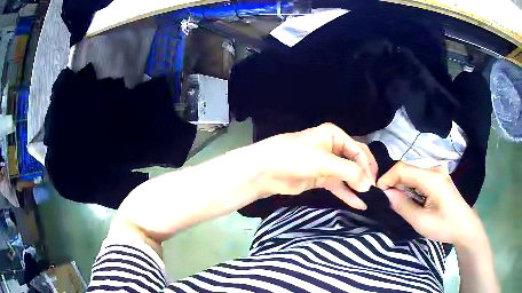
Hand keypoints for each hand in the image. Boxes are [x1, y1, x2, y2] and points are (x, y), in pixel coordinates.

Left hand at [250, 123, 376, 209]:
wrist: (265, 170)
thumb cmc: (295, 157)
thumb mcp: (324, 161)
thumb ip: (349, 172)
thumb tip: (368, 185)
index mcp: (334, 135)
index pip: (358, 150)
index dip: (367, 166)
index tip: (373, 183)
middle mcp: (332, 147)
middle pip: (355, 162)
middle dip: (364, 176)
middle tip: (374, 192)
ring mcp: (326, 164)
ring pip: (347, 176)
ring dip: (357, 187)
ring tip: (370, 200)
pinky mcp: (320, 179)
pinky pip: (338, 186)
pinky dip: (347, 194)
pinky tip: (358, 204)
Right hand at [377, 162, 482, 245]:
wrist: (464, 226)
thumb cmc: (445, 226)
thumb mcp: (421, 222)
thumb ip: (403, 206)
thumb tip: (387, 194)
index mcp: (431, 178)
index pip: (402, 168)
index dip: (387, 178)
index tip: (378, 193)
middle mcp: (434, 169)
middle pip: (407, 169)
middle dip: (393, 182)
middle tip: (385, 200)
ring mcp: (437, 172)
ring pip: (412, 173)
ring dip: (401, 185)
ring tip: (395, 201)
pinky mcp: (438, 178)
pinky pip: (419, 177)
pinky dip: (410, 186)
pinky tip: (409, 199)